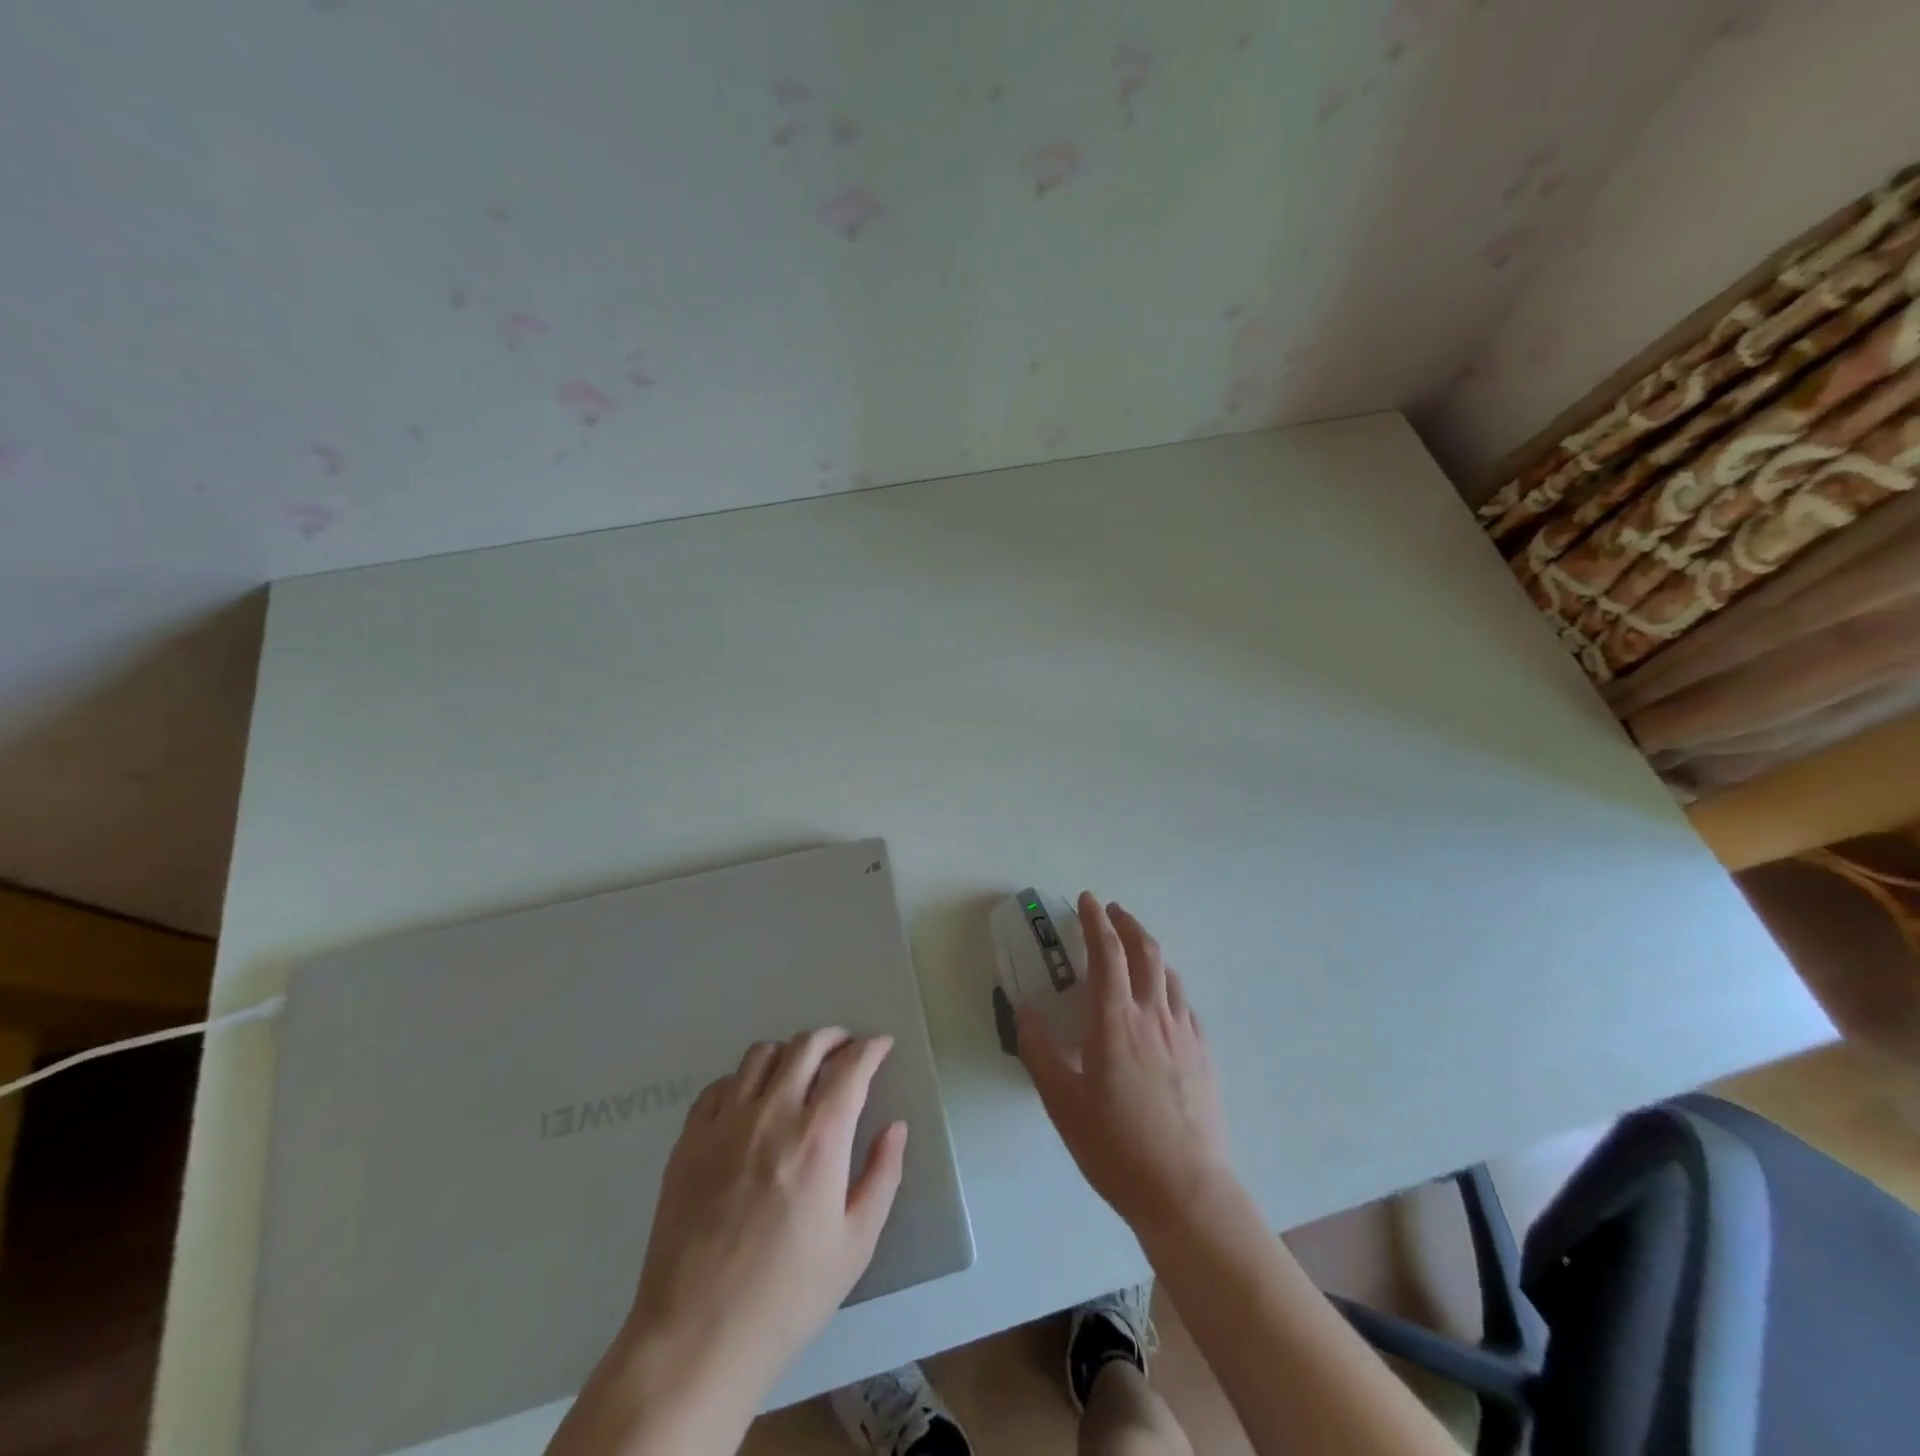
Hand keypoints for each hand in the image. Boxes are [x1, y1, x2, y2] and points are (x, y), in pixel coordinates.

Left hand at [626, 1028, 907, 1393]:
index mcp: (819, 1138)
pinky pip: (719, 1085)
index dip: (871, 1048)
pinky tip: (750, 1104)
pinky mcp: (689, 1140)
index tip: (881, 1046)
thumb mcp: (855, 1245)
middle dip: (834, 1038)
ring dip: (789, 1053)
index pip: (851, 1067)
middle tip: (845, 1049)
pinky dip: (743, 1081)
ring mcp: (725, 1123)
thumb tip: (895, 1128)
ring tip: (799, 1071)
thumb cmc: (787, 1295)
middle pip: (806, 1046)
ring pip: (760, 1054)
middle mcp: (772, 1114)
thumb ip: (882, 1176)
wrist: (696, 1337)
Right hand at [1018, 893, 1234, 1234]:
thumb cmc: (1116, 1148)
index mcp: (1116, 1021)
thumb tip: (1023, 1010)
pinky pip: (1184, 1004)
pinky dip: (1167, 985)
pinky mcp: (1204, 1055)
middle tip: (1111, 911)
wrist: (1187, 1193)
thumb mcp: (1062, 1103)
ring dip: (1149, 949)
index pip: (1107, 953)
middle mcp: (1154, 1016)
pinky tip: (1162, 1000)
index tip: (1086, 900)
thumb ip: (1039, 1052)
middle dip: (1127, 923)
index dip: (1095, 920)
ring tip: (1134, 948)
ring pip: (1169, 973)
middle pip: (1146, 951)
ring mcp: (1185, 1034)